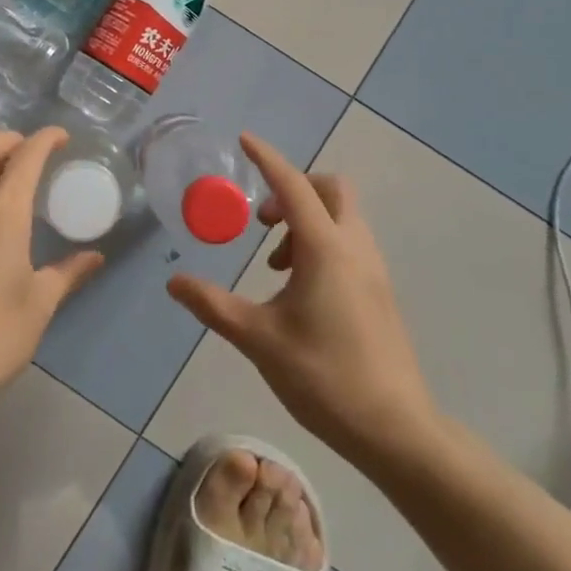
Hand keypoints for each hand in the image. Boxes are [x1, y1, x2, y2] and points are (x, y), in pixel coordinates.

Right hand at [167, 133, 441, 465]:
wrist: (396, 430)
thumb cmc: (324, 378)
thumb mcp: (259, 339)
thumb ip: (213, 305)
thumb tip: (173, 282)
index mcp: (326, 250)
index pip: (293, 186)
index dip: (267, 159)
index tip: (244, 139)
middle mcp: (355, 248)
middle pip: (331, 189)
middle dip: (294, 188)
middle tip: (262, 223)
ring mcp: (373, 269)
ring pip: (342, 216)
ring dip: (306, 219)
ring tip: (275, 264)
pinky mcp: (380, 291)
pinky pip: (349, 242)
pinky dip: (321, 242)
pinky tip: (299, 287)